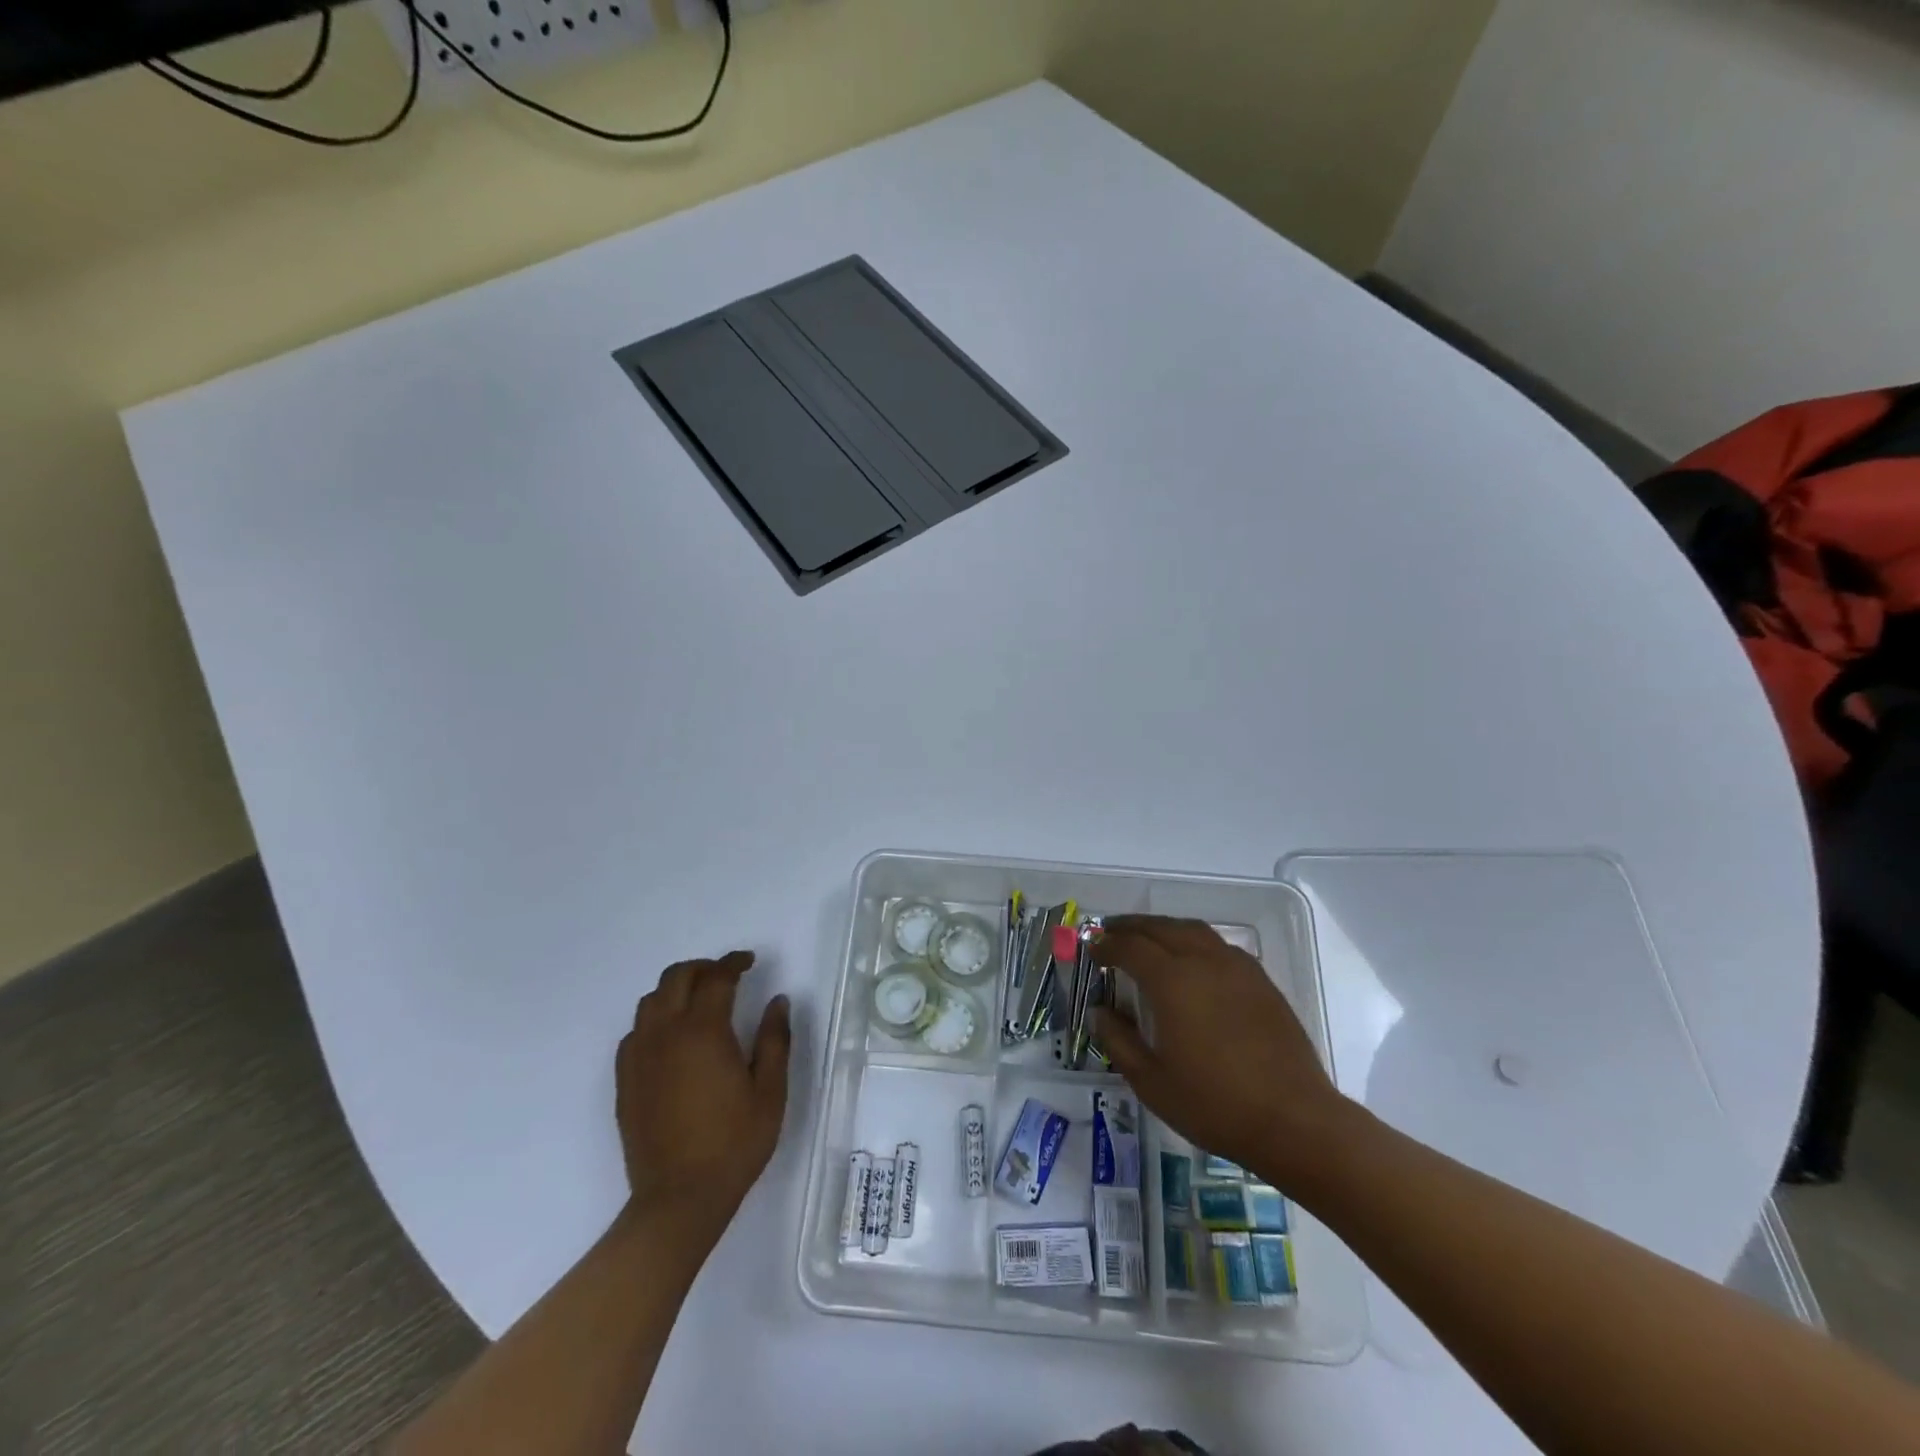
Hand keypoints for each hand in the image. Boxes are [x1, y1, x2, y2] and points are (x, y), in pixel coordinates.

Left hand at [617, 951, 790, 1237]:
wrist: (678, 1200)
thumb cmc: (734, 1144)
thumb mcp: (770, 1091)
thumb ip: (774, 1040)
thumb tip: (777, 1001)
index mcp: (703, 1031)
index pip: (717, 978)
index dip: (734, 962)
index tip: (750, 962)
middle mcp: (665, 1034)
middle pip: (676, 977)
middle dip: (703, 967)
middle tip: (726, 975)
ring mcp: (639, 1057)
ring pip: (651, 1000)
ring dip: (676, 989)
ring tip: (699, 1000)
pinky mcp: (625, 1080)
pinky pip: (635, 1031)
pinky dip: (655, 1019)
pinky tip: (672, 1038)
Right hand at [1090, 916, 1343, 1187]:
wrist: (1294, 1120)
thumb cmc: (1215, 1104)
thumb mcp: (1152, 1082)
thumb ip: (1119, 1041)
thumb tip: (1101, 1012)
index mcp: (1172, 982)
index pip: (1130, 948)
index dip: (1106, 945)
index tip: (1091, 949)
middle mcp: (1203, 962)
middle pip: (1161, 928)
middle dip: (1131, 927)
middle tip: (1110, 932)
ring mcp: (1237, 968)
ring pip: (1193, 930)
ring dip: (1164, 927)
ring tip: (1147, 937)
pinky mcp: (1261, 981)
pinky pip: (1219, 945)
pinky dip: (1195, 941)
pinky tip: (1193, 959)